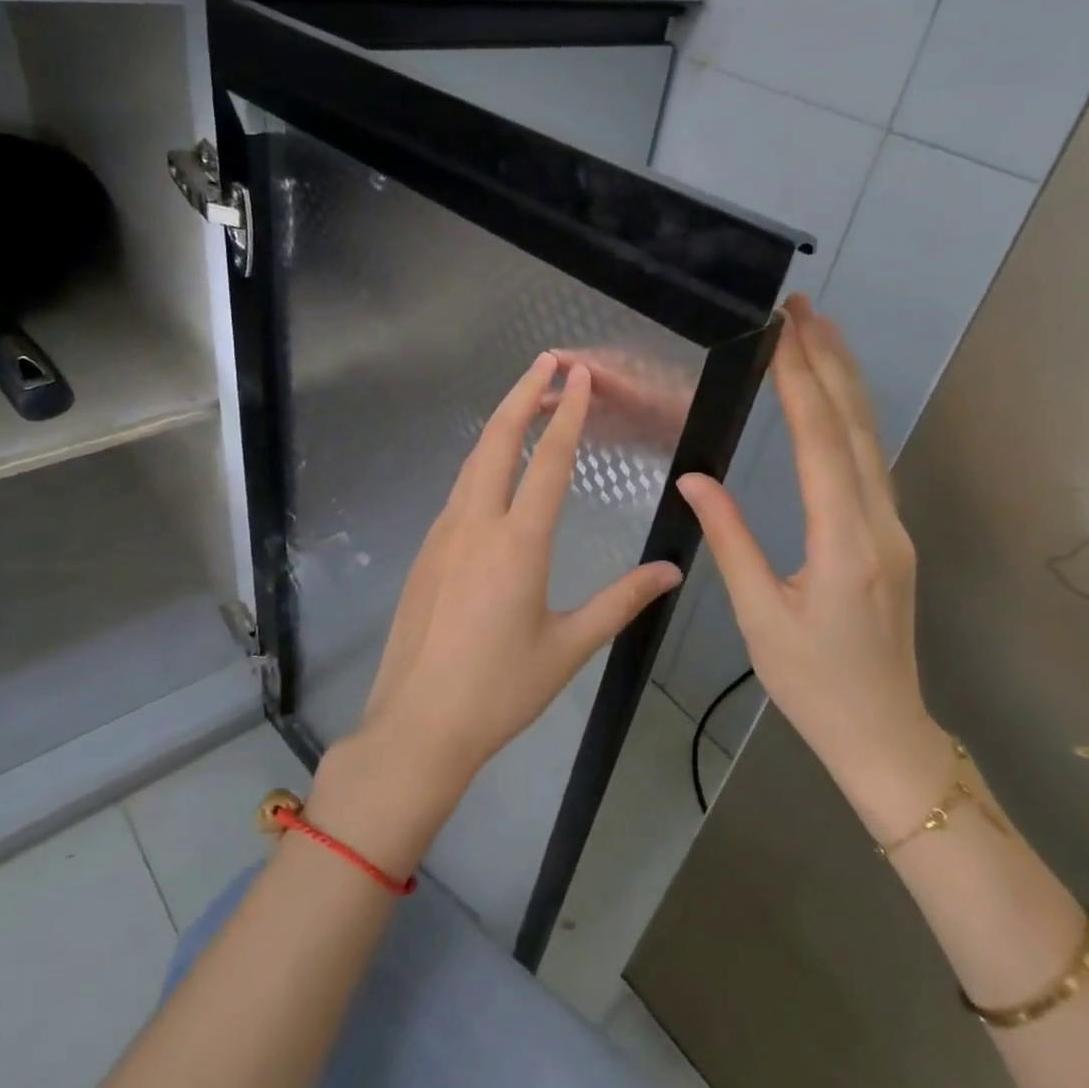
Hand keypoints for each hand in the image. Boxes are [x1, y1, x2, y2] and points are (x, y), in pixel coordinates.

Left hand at [355, 352, 685, 798]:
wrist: (417, 726)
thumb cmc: (500, 690)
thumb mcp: (568, 647)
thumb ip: (621, 601)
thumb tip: (671, 571)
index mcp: (517, 544)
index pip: (548, 461)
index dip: (567, 412)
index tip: (578, 374)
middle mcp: (475, 524)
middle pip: (496, 439)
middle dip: (523, 393)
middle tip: (548, 361)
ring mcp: (442, 534)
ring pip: (472, 461)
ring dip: (500, 423)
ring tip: (526, 400)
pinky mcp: (425, 551)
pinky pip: (458, 490)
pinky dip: (482, 461)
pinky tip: (495, 470)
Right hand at [676, 297, 953, 838]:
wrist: (885, 733)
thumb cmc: (814, 683)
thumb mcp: (760, 616)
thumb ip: (729, 540)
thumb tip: (695, 478)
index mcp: (844, 541)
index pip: (820, 442)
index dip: (800, 382)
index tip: (783, 331)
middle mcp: (879, 523)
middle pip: (854, 427)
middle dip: (830, 362)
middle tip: (805, 309)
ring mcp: (893, 529)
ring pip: (869, 441)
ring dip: (845, 383)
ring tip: (820, 336)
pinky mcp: (891, 538)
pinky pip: (870, 463)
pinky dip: (850, 420)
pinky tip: (835, 402)